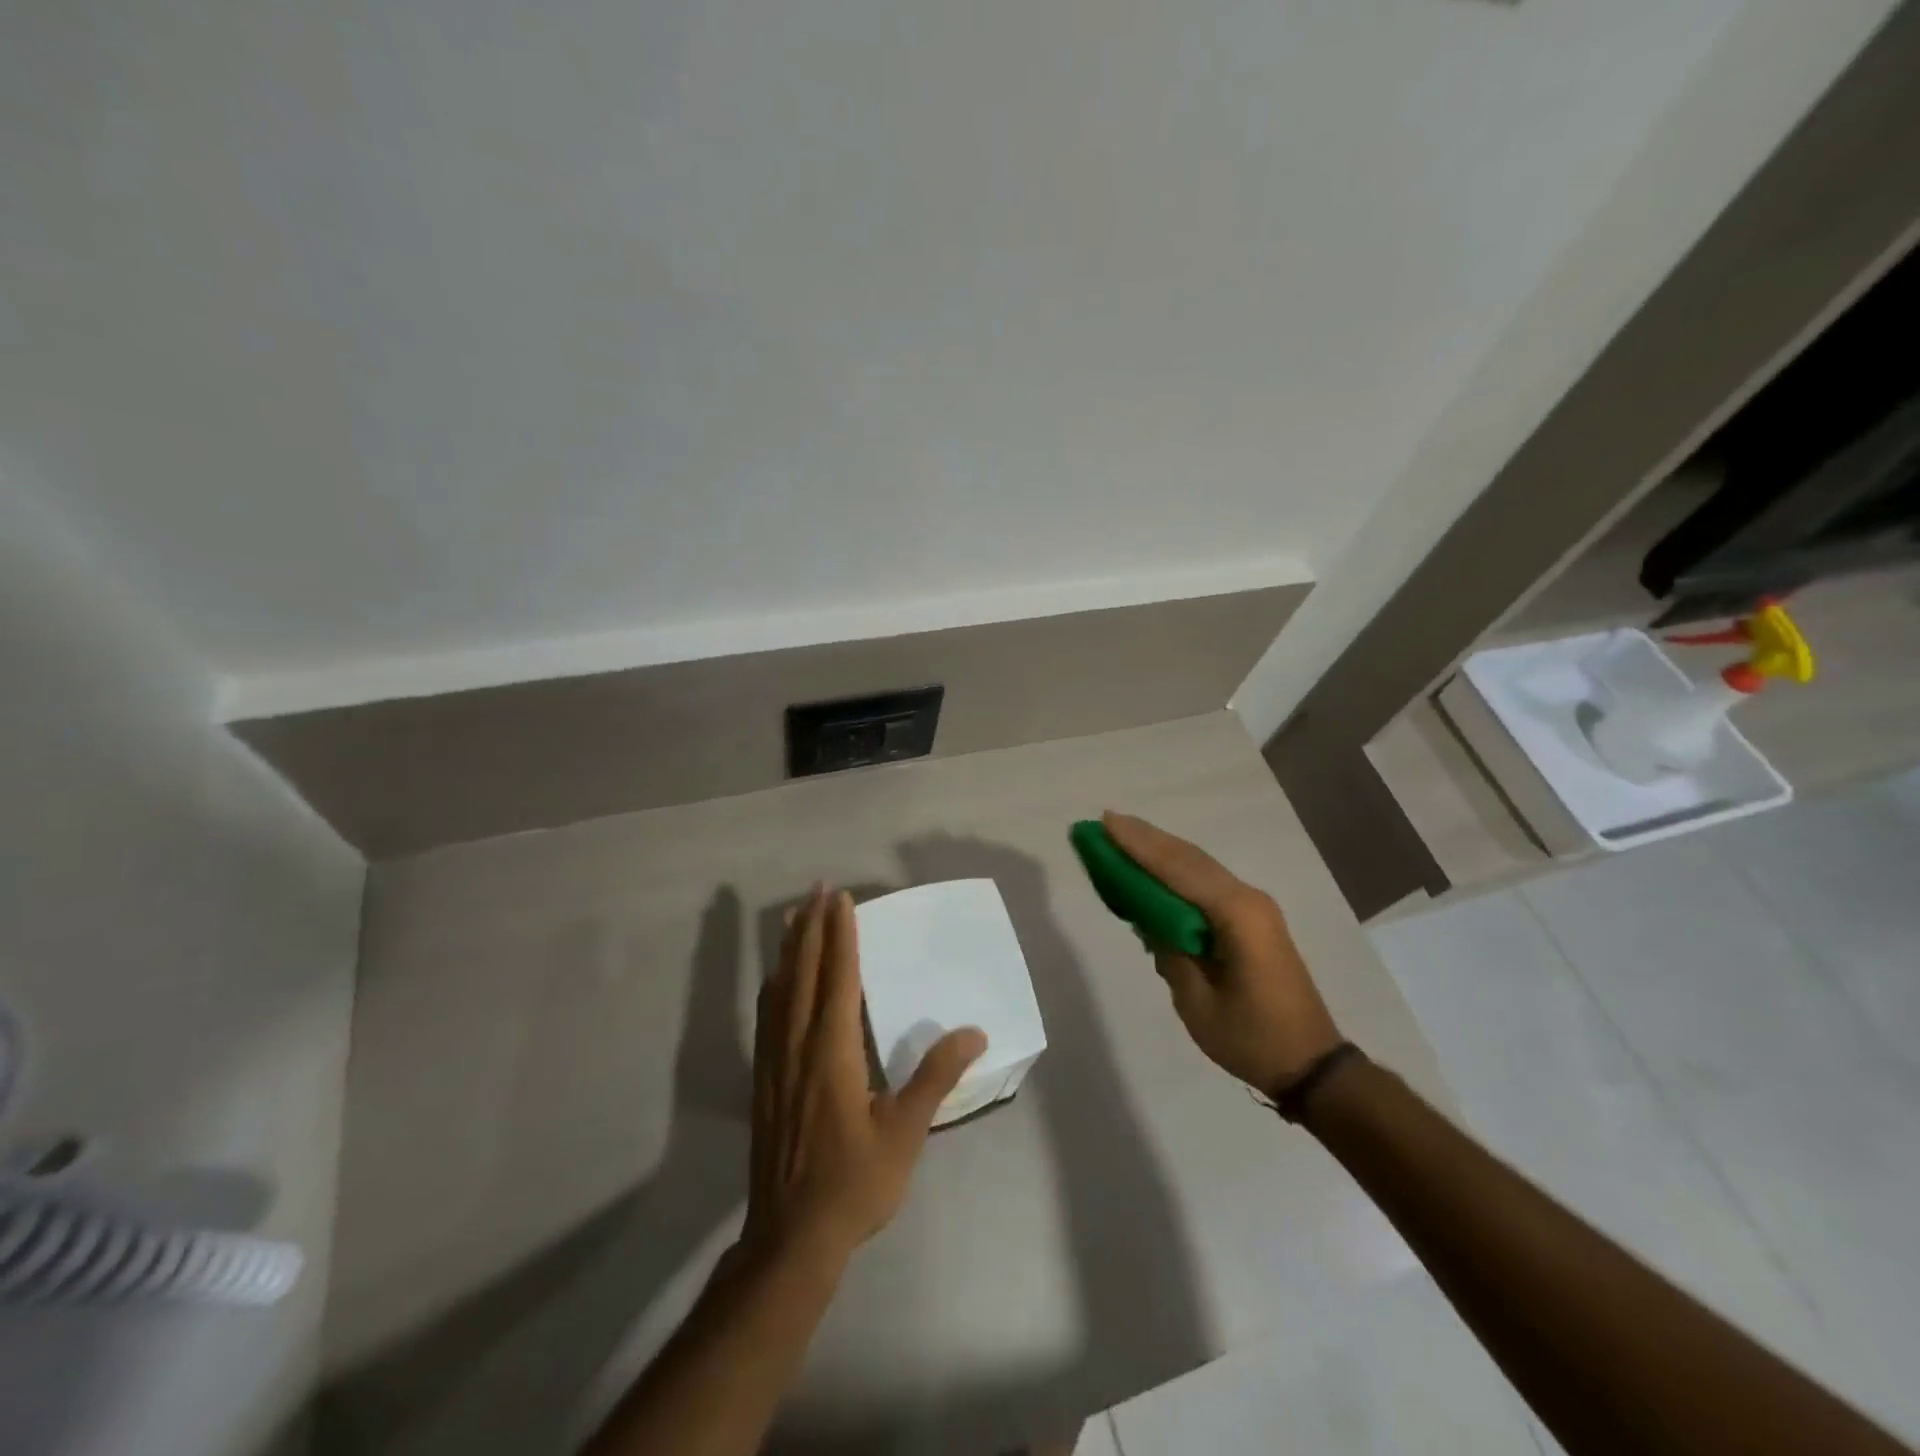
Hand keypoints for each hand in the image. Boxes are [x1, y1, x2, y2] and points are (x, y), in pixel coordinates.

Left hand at [746, 885, 986, 1262]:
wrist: (791, 1238)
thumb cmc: (855, 1183)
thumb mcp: (905, 1132)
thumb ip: (936, 1077)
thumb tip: (974, 1032)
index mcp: (833, 1052)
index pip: (838, 978)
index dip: (841, 936)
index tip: (841, 899)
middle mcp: (799, 1045)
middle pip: (805, 973)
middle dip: (813, 927)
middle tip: (818, 888)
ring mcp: (775, 1061)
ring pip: (781, 989)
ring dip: (790, 948)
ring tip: (795, 916)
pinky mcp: (763, 1079)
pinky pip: (767, 1015)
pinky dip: (775, 983)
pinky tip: (777, 978)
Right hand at [1103, 812, 1340, 1096]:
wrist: (1311, 1063)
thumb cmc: (1252, 1037)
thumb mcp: (1198, 1002)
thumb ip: (1170, 953)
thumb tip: (1148, 920)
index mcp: (1236, 914)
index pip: (1177, 869)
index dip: (1138, 846)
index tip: (1105, 822)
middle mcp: (1247, 898)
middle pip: (1188, 857)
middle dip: (1145, 838)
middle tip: (1105, 821)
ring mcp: (1253, 906)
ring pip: (1198, 866)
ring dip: (1160, 850)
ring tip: (1121, 835)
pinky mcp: (1252, 919)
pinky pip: (1206, 883)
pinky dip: (1176, 870)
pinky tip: (1153, 868)